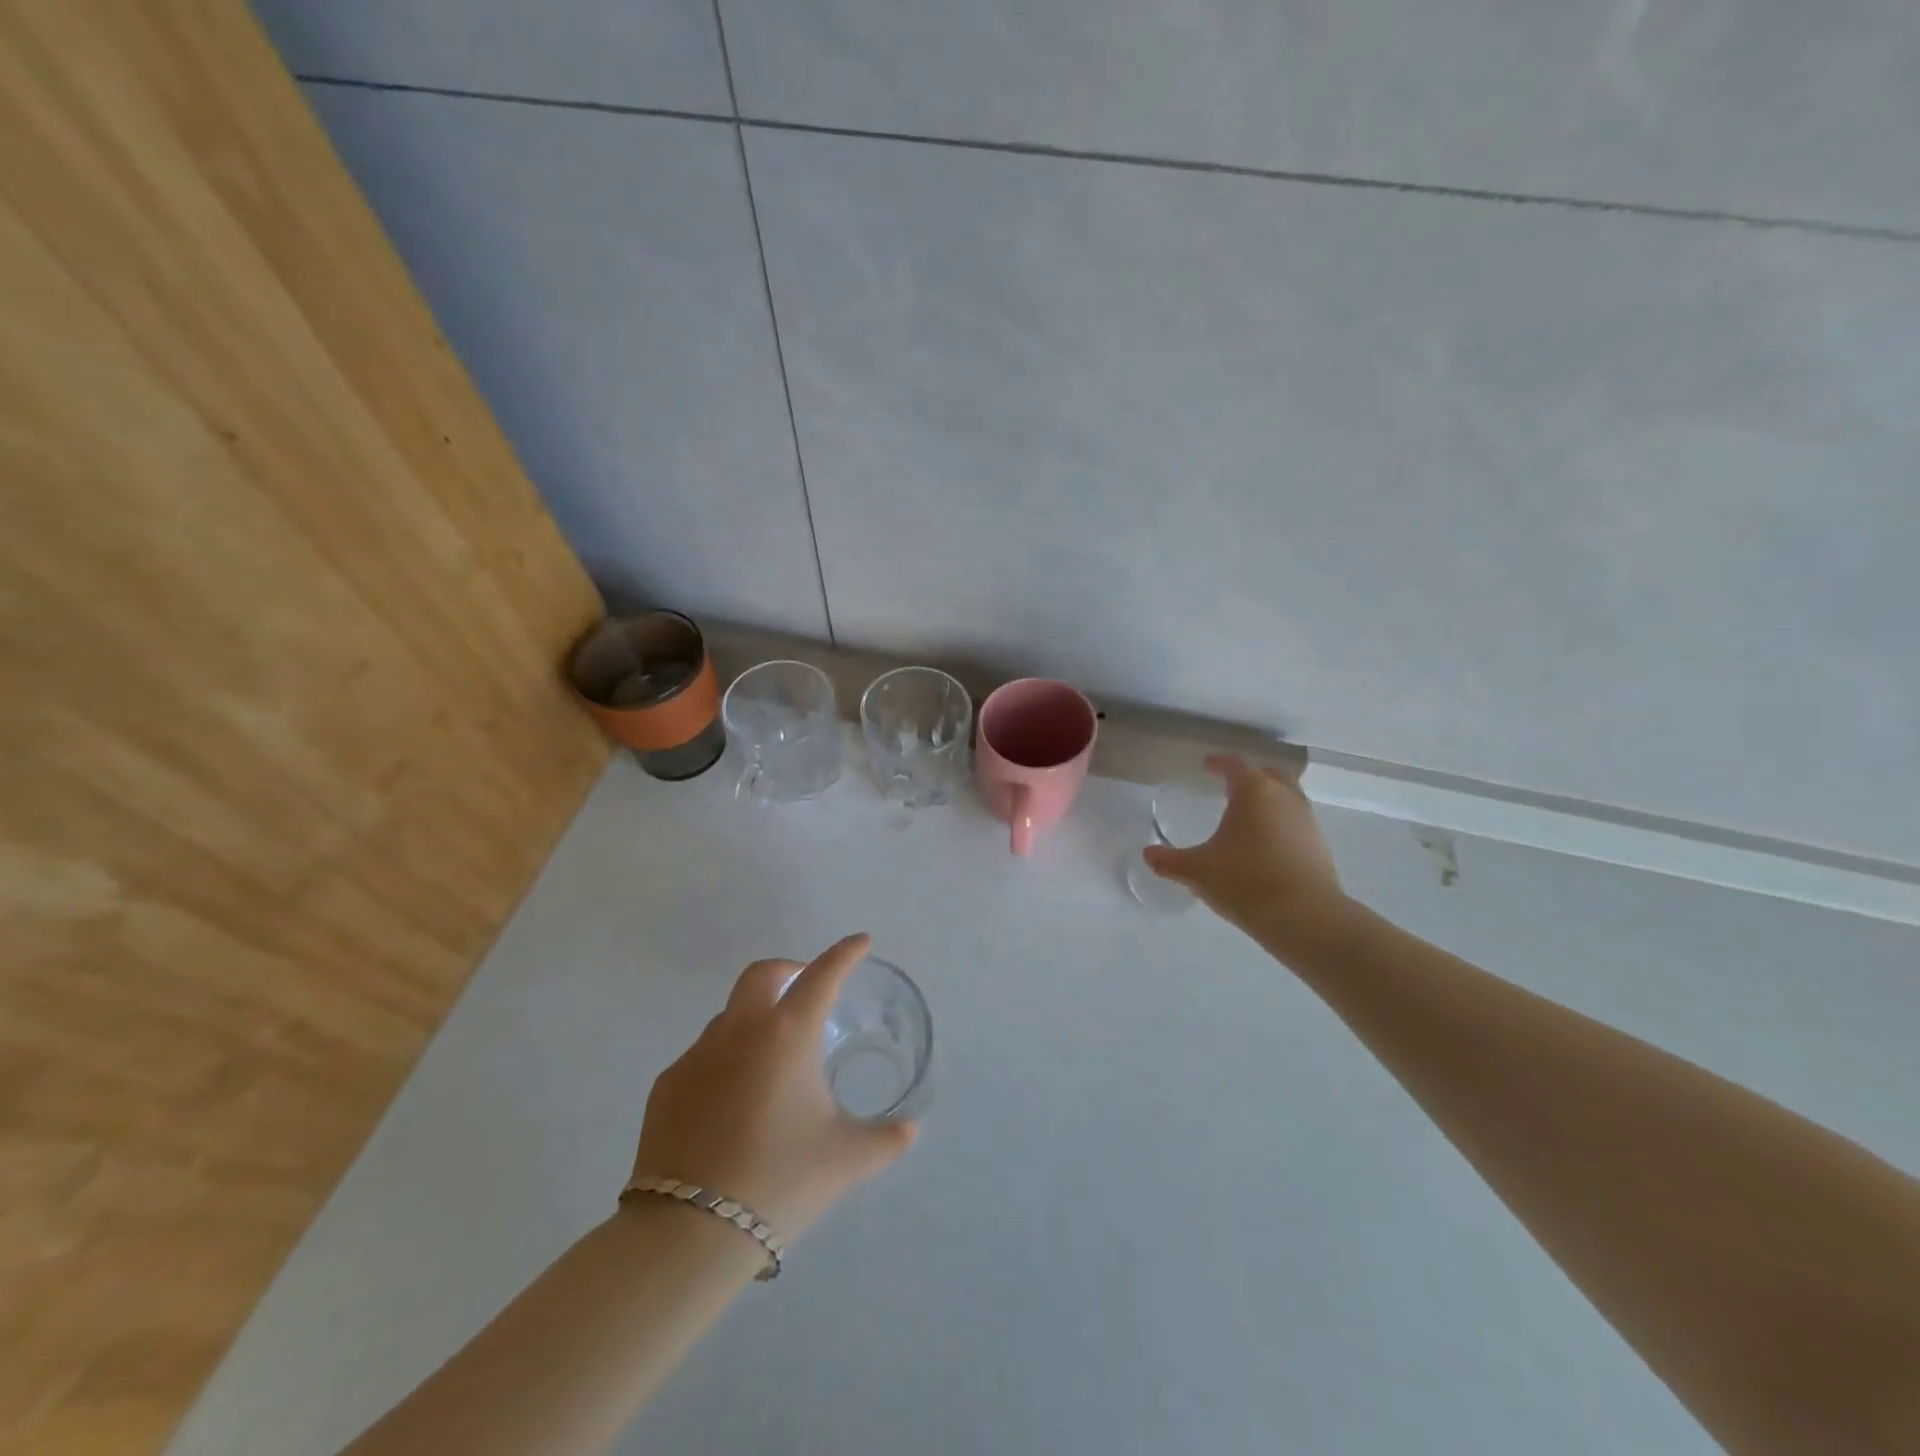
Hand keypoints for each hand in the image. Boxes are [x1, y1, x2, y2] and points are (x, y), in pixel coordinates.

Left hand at [631, 933, 917, 1241]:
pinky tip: (733, 1102)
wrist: (688, 1232)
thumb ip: (886, 1139)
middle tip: (806, 989)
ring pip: (730, 1016)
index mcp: (787, 1035)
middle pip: (762, 974)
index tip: (860, 941)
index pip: (822, 976)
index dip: (844, 954)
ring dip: (755, 1020)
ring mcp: (697, 1055)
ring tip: (772, 1062)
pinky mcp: (667, 1085)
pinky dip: (725, 1060)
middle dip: (789, 971)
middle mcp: (740, 1030)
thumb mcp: (846, 1159)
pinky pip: (703, 1056)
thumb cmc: (780, 1180)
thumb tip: (911, 1128)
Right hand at [1142, 754, 1346, 939]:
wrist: (1305, 918)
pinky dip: (1281, 825)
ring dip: (1269, 800)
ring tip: (1249, 815)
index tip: (1208, 765)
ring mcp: (1307, 822)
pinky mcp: (1320, 847)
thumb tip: (1148, 854)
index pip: (1235, 765)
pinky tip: (1266, 845)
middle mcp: (1284, 798)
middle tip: (1231, 784)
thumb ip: (1169, 861)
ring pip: (1287, 798)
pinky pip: (1296, 824)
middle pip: (1269, 774)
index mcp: (1254, 792)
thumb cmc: (1244, 882)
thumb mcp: (1197, 871)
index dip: (1219, 762)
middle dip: (1250, 776)